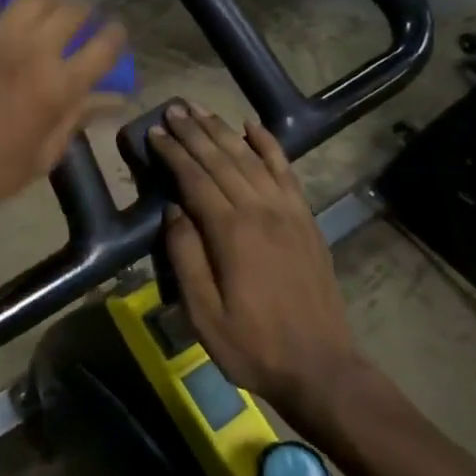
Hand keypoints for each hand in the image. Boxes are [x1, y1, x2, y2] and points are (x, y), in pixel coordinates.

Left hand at [0, 0, 126, 224]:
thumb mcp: (43, 156)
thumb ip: (77, 118)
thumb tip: (112, 98)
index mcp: (59, 87)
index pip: (103, 48)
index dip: (115, 36)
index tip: (115, 34)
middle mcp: (33, 50)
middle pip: (73, 11)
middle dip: (85, 12)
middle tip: (81, 20)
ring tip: (49, 2)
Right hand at [150, 104, 353, 408]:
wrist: (321, 367)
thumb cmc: (253, 345)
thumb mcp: (203, 312)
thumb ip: (185, 256)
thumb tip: (173, 210)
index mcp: (231, 232)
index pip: (195, 178)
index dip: (173, 153)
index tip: (154, 132)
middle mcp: (260, 210)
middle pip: (221, 159)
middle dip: (194, 132)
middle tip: (173, 108)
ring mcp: (288, 211)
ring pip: (250, 158)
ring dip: (223, 131)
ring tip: (201, 110)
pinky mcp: (305, 219)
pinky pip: (286, 170)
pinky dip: (268, 145)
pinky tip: (253, 126)